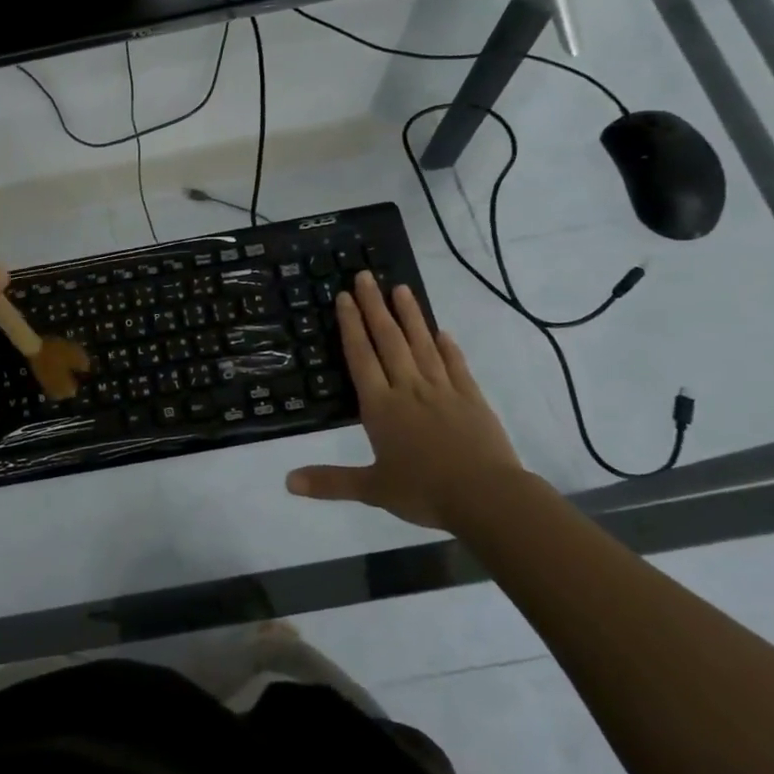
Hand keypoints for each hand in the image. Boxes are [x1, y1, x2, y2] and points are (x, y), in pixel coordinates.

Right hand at [286, 272, 520, 528]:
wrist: (486, 497)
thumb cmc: (423, 491)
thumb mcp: (371, 489)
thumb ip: (330, 482)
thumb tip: (287, 482)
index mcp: (381, 407)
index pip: (361, 357)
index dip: (351, 326)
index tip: (344, 297)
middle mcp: (408, 389)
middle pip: (389, 340)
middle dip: (375, 307)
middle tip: (366, 276)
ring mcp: (442, 390)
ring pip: (422, 345)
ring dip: (410, 316)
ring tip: (401, 288)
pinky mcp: (471, 398)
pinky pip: (455, 365)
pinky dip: (447, 347)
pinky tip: (442, 332)